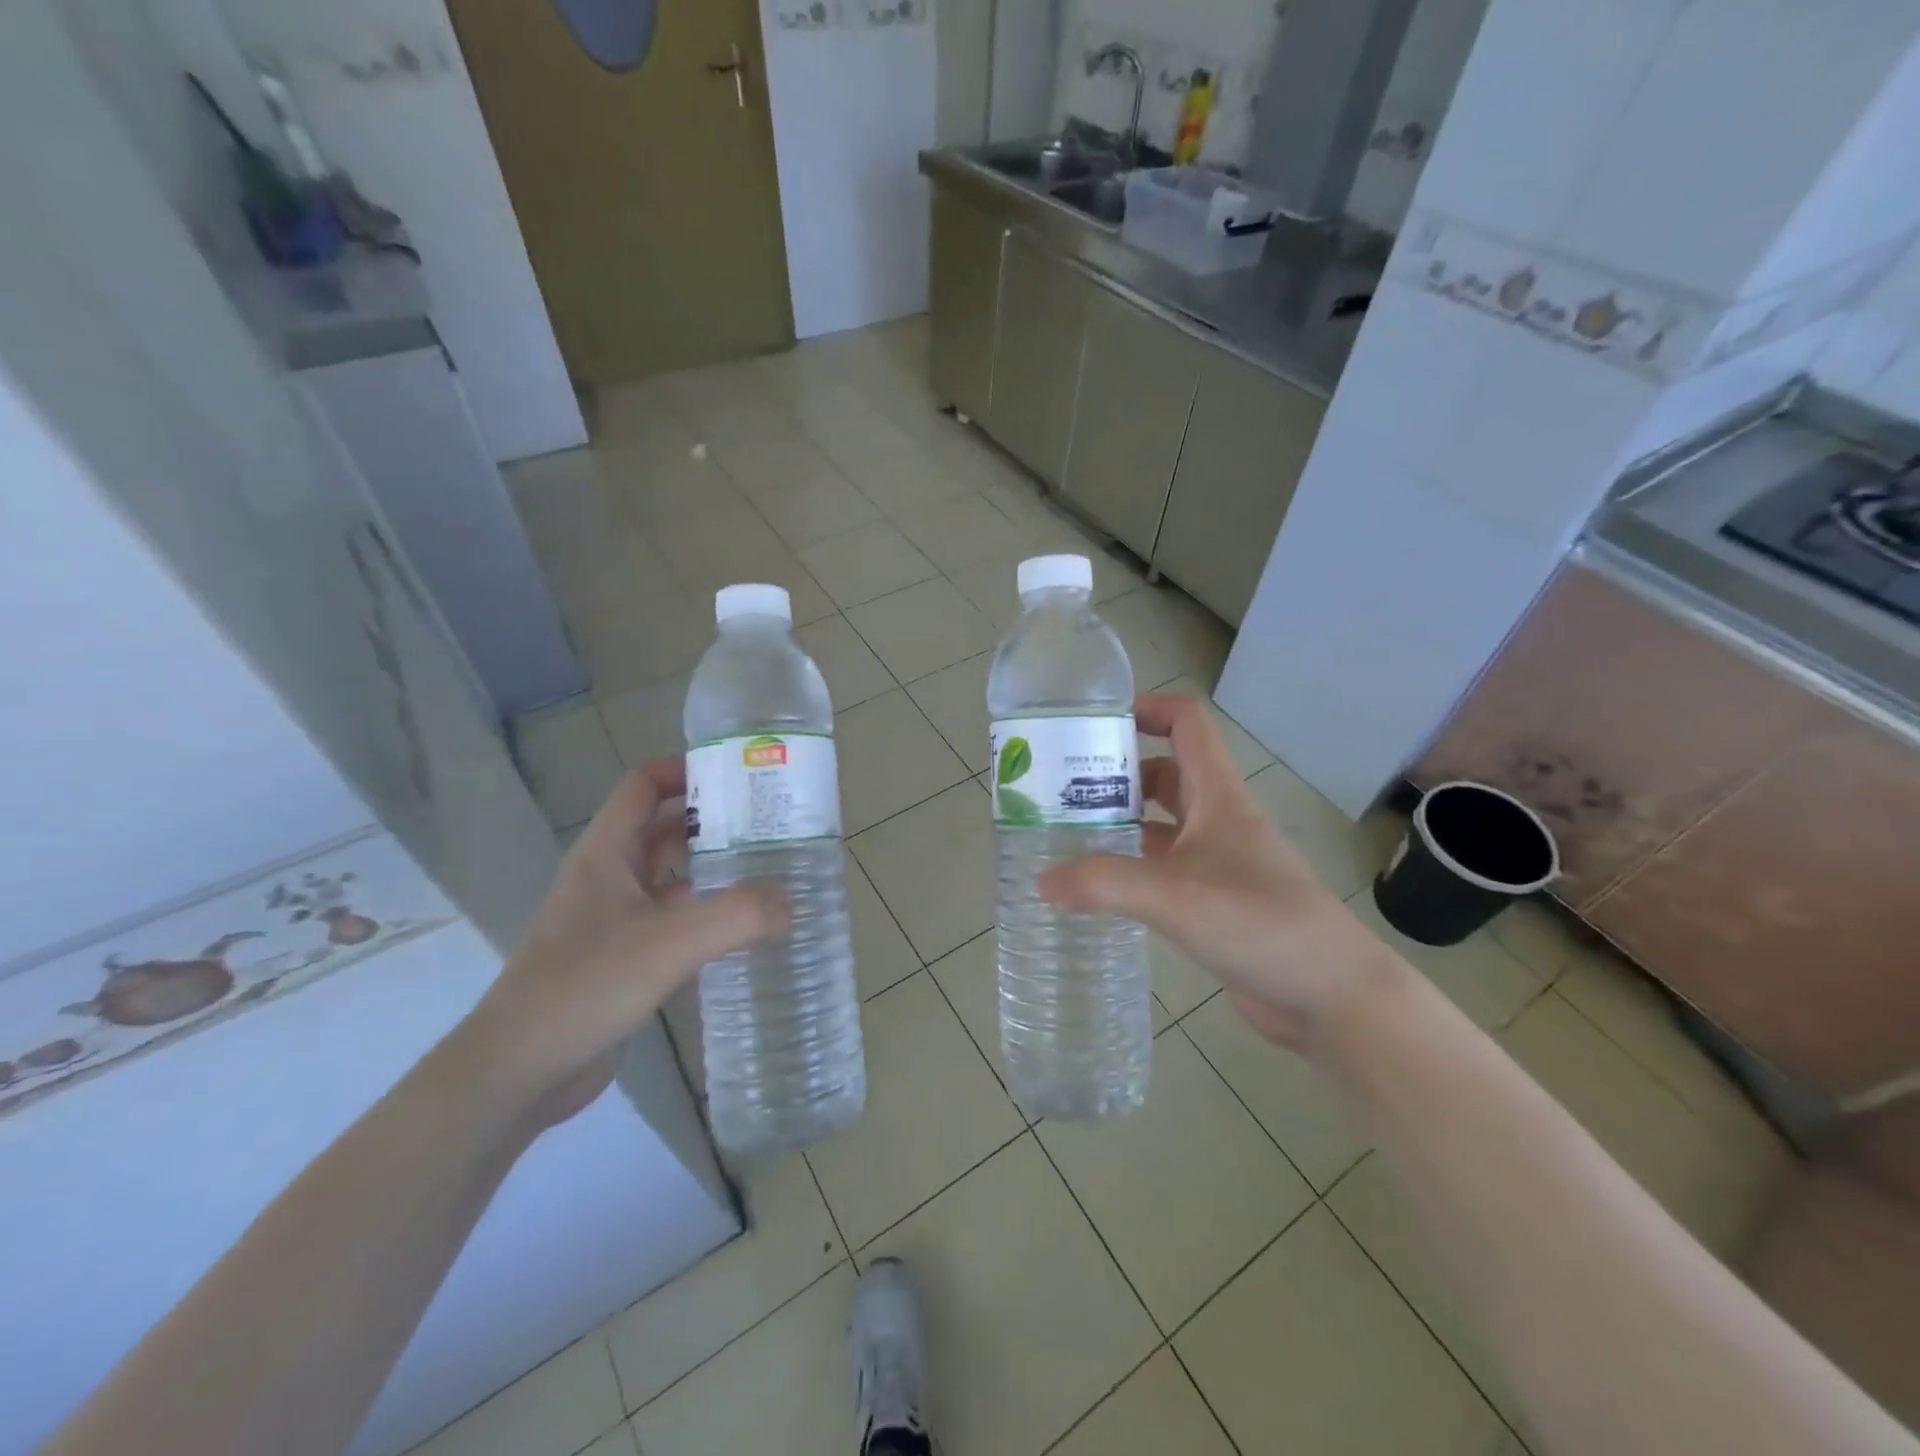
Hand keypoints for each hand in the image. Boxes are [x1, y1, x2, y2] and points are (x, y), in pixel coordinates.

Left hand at [461, 760, 786, 1129]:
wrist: (518, 1073)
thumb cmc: (585, 987)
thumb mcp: (670, 943)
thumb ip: (738, 915)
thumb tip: (792, 901)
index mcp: (607, 853)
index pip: (643, 786)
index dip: (685, 770)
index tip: (740, 777)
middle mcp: (609, 877)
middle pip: (663, 828)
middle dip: (712, 820)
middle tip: (771, 823)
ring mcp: (614, 920)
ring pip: (670, 876)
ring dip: (712, 868)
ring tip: (770, 869)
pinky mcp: (624, 959)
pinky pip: (673, 920)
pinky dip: (706, 915)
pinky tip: (744, 929)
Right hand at [1038, 694, 1397, 1049]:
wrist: (1331, 996)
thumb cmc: (1259, 922)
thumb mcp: (1173, 896)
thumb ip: (1103, 883)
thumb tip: (1041, 880)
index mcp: (1218, 796)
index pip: (1186, 723)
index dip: (1145, 709)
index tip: (1094, 724)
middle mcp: (1219, 820)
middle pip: (1165, 773)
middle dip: (1116, 774)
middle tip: (1061, 789)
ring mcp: (1220, 863)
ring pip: (1163, 824)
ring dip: (1122, 823)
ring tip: (1068, 835)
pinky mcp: (1216, 902)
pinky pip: (1165, 870)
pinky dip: (1133, 868)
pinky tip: (1100, 888)